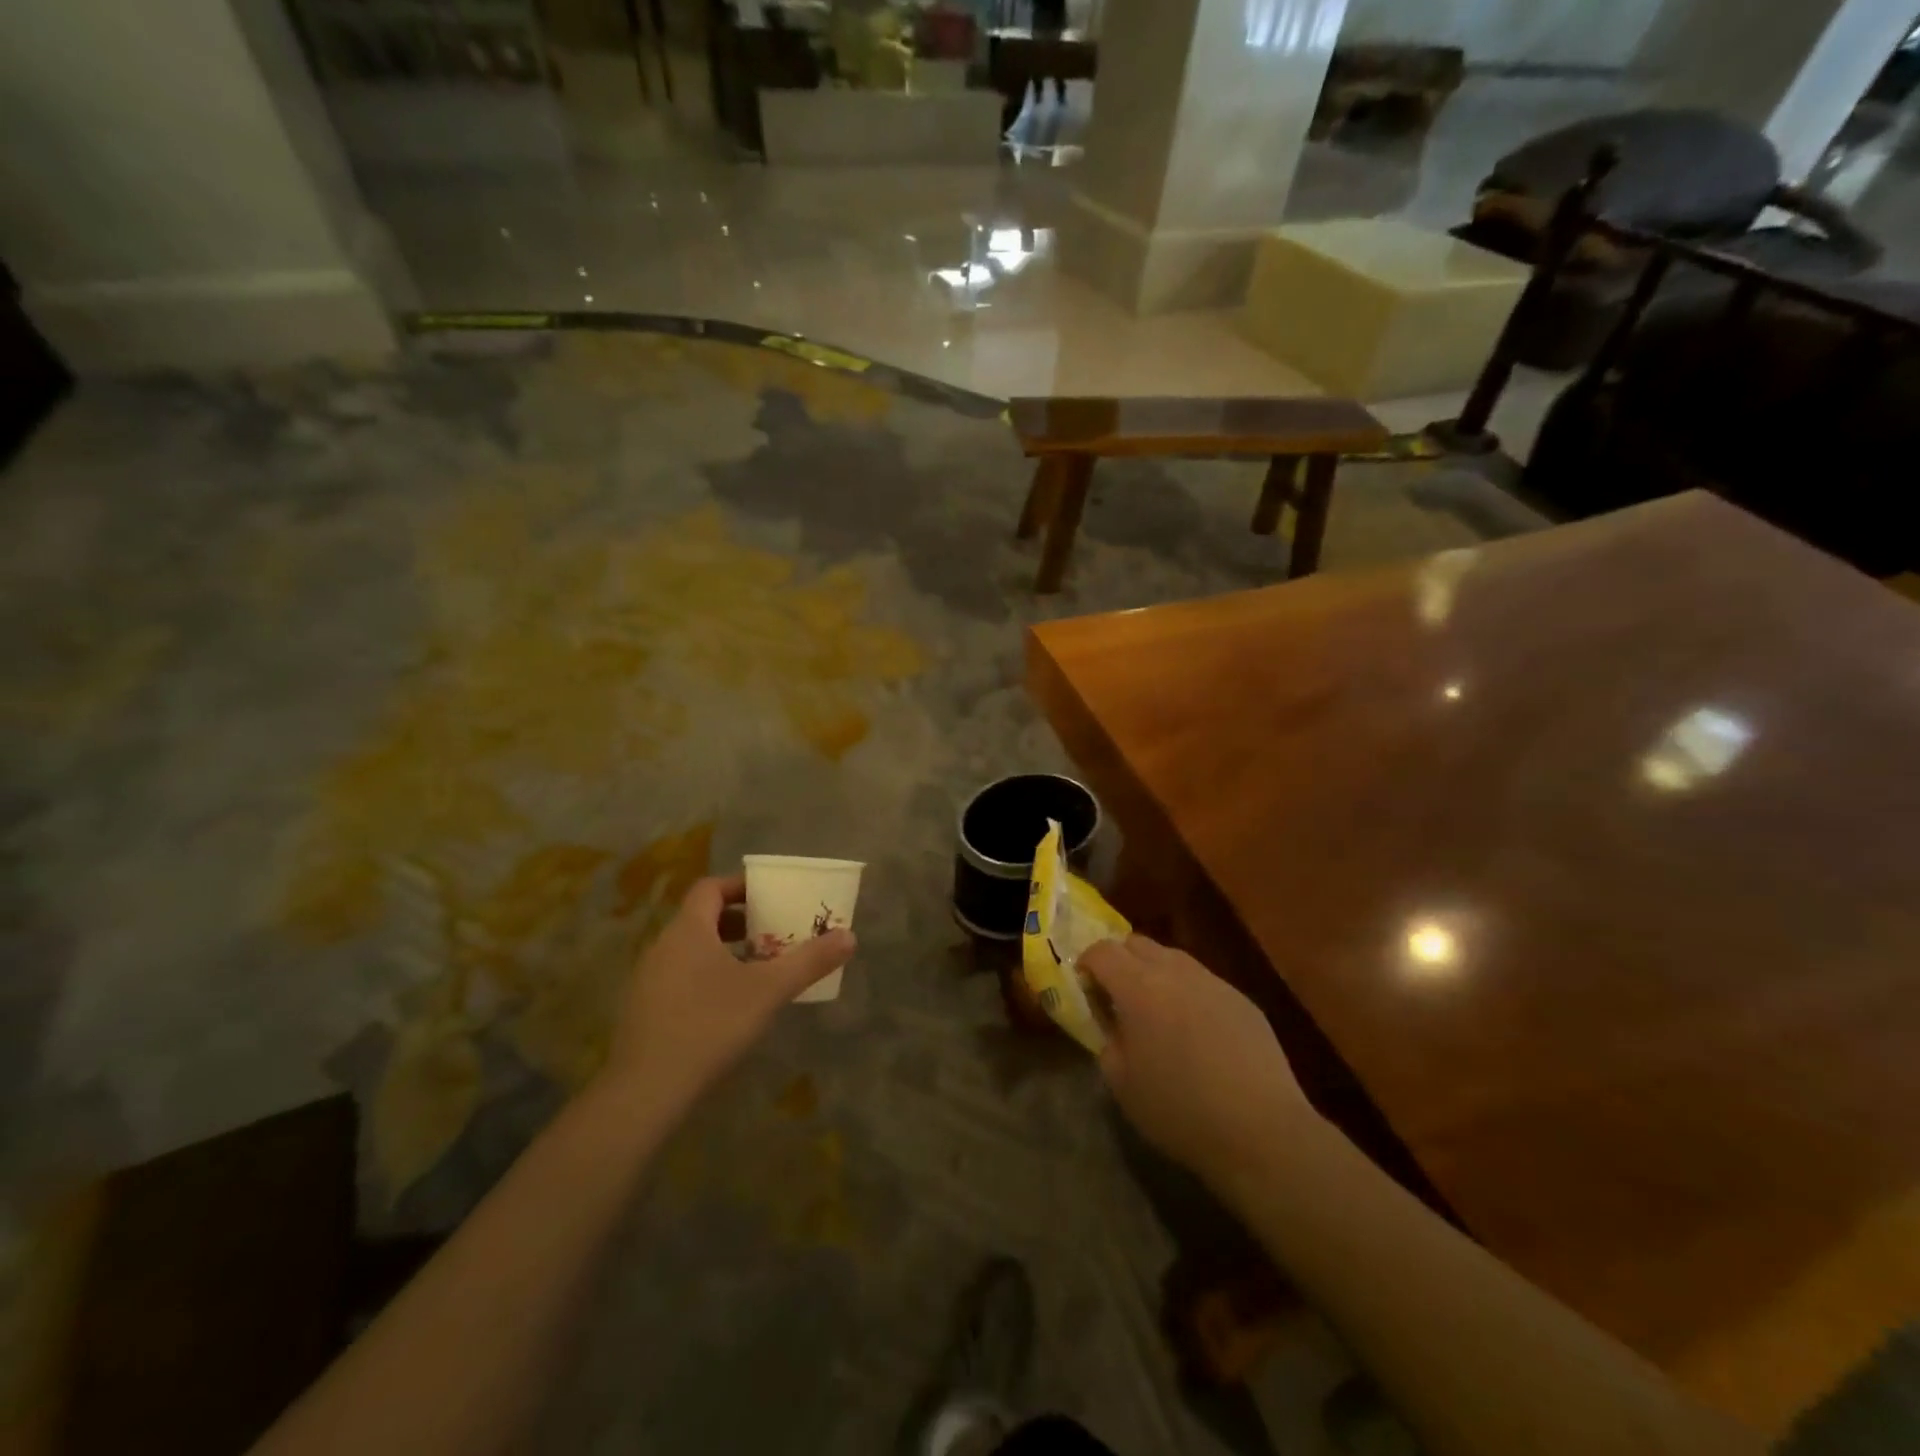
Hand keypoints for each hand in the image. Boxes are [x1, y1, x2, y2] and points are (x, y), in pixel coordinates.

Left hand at [600, 875, 853, 1115]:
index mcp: (688, 930)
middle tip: (774, 931)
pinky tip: (731, 1004)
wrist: (646, 1091)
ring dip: (725, 949)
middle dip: (740, 921)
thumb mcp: (769, 991)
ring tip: (759, 968)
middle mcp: (663, 946)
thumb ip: (809, 961)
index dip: (740, 886)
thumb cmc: (710, 1025)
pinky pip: (680, 976)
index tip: (770, 895)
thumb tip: (850, 936)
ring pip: (691, 949)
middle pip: (702, 918)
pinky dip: (708, 975)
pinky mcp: (645, 1010)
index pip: (710, 888)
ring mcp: (649, 979)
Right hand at [1081, 934, 1311, 1186]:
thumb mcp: (1121, 1083)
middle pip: (1137, 943)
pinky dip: (1187, 993)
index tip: (1085, 987)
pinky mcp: (1242, 1000)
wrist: (1262, 1130)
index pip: (1102, 951)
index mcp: (1138, 987)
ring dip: (1154, 974)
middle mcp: (1175, 972)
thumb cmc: (1180, 1110)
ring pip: (1173, 958)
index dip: (1087, 964)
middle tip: (1116, 995)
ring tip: (1156, 1012)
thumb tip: (1110, 1022)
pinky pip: (1203, 982)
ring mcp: (1213, 982)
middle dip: (1119, 960)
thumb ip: (1107, 1040)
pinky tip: (1195, 1032)